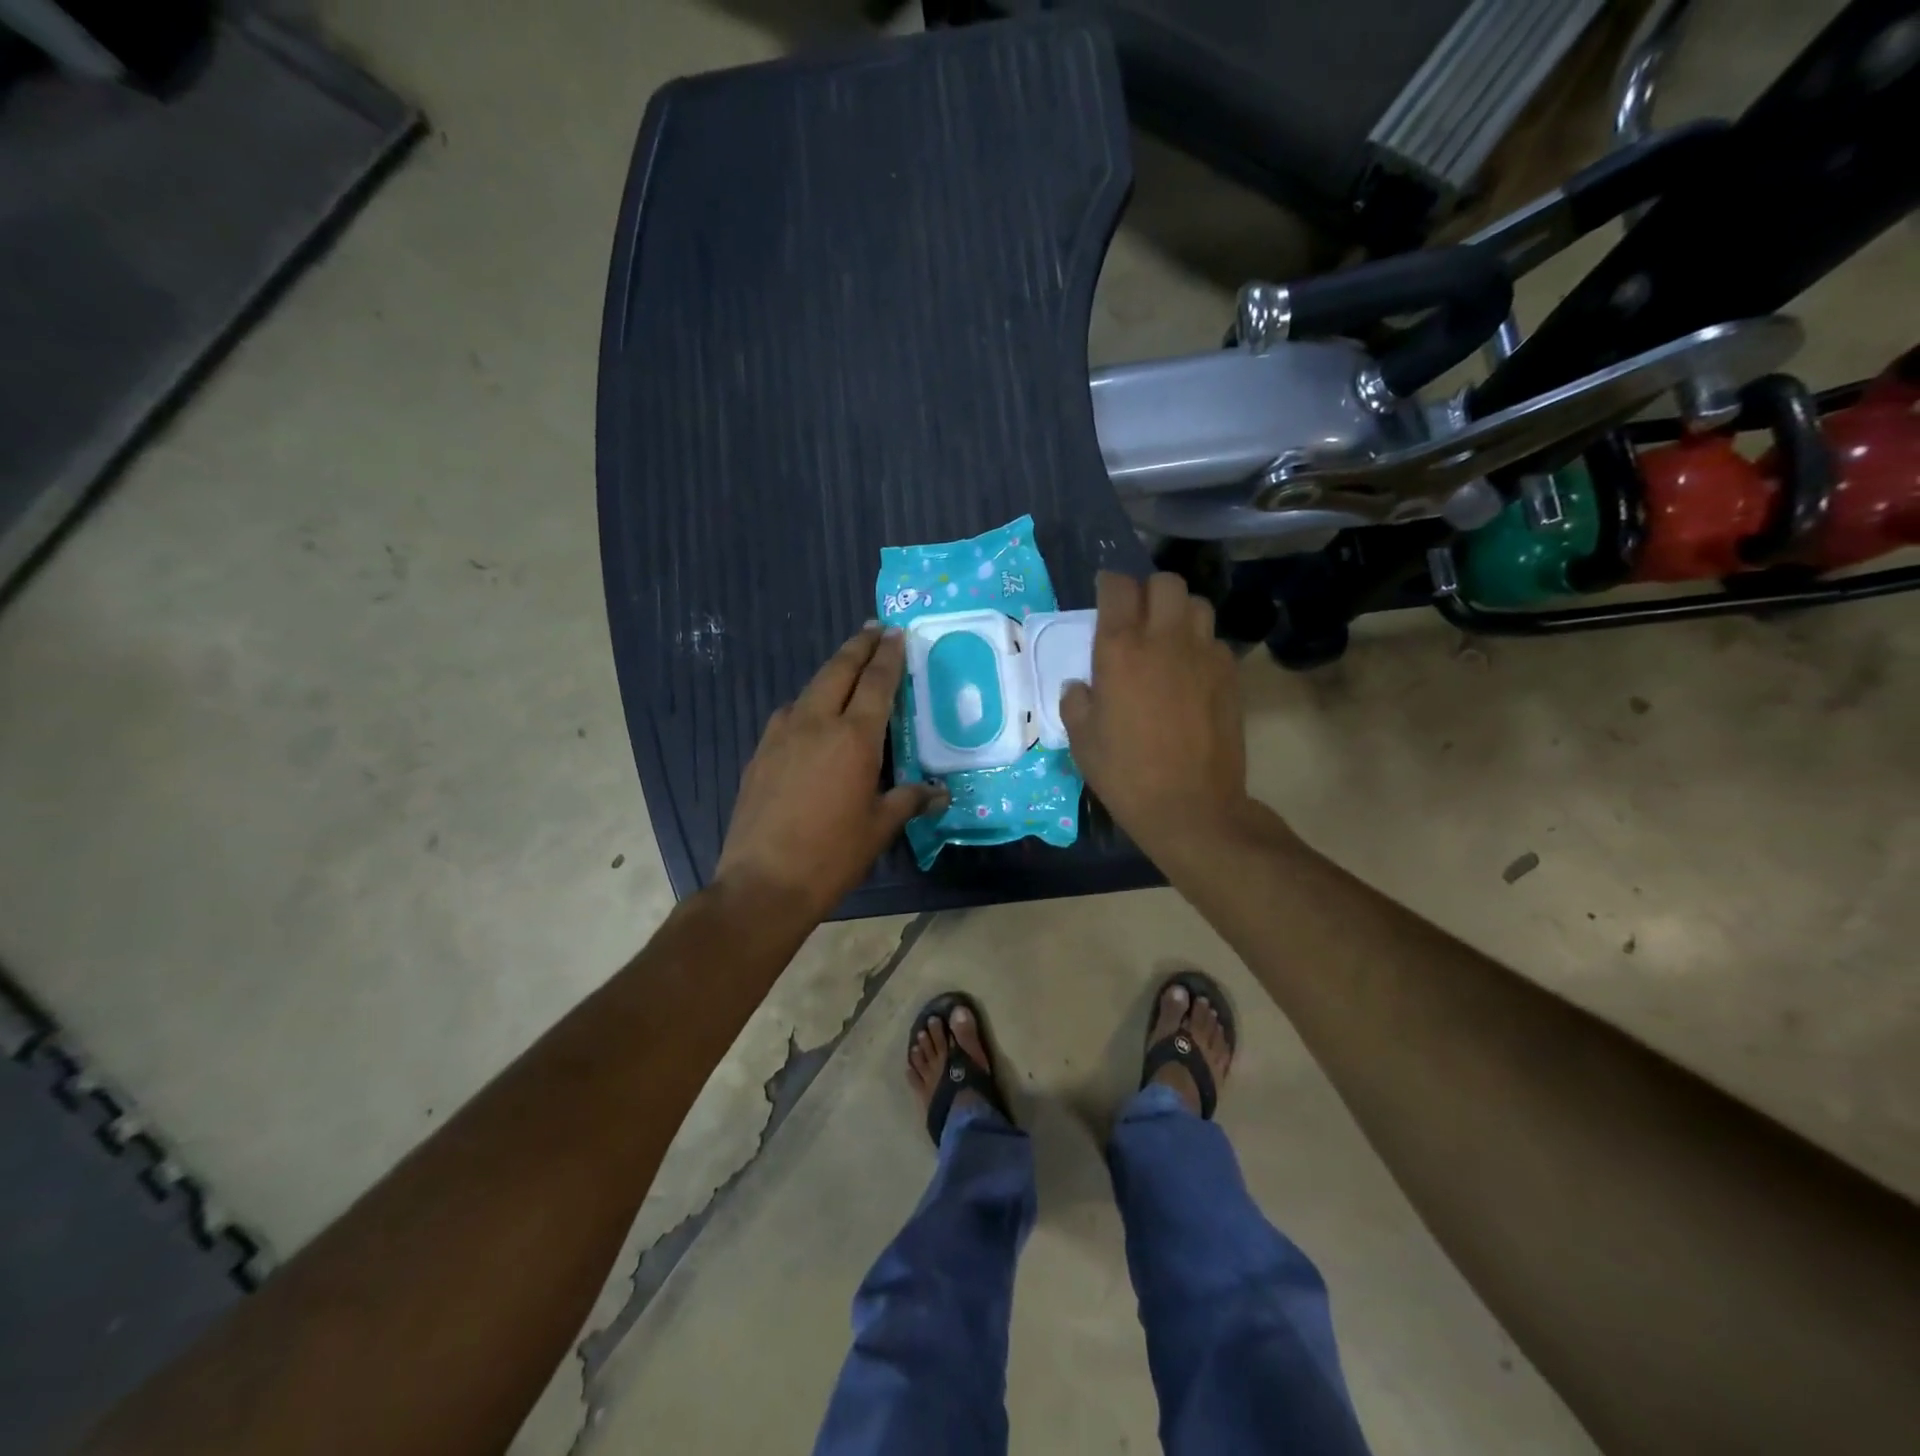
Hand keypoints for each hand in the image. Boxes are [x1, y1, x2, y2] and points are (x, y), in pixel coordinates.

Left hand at [716, 625, 947, 920]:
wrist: (763, 882)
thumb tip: (939, 793)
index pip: (876, 682)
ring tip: (848, 669)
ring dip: (832, 672)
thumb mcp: (879, 827)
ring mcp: (781, 734)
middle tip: (873, 631)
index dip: (888, 656)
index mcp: (853, 737)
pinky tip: (813, 718)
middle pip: (838, 670)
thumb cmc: (832, 854)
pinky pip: (790, 714)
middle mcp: (815, 723)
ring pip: (810, 688)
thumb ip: (909, 800)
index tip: (896, 634)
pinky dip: (809, 703)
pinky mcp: (760, 752)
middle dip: (858, 647)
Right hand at [1060, 572, 1254, 863]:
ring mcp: (1203, 654)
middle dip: (1149, 591)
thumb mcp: (1082, 739)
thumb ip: (1076, 701)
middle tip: (1138, 616)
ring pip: (1197, 605)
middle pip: (1166, 583)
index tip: (1104, 595)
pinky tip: (1189, 673)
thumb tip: (1081, 686)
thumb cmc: (1125, 773)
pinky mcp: (1230, 675)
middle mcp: (1164, 639)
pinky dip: (1200, 646)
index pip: (1117, 587)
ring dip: (1179, 612)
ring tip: (1167, 638)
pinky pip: (1214, 641)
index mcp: (1120, 649)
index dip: (1109, 585)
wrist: (1191, 805)